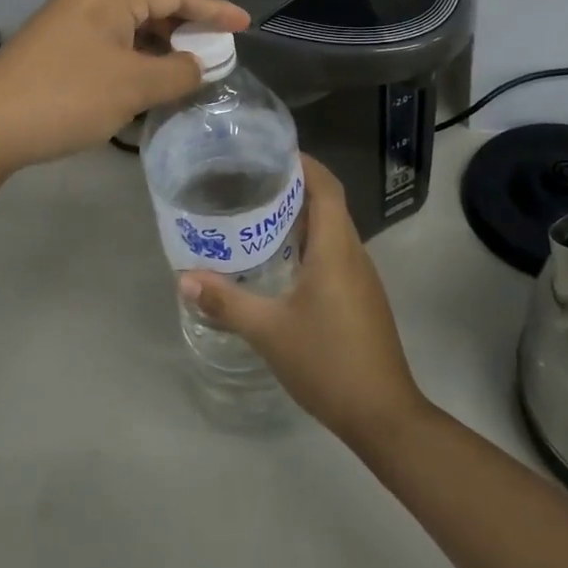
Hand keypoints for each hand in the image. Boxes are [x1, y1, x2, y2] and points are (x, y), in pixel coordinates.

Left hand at [0, 0, 249, 171]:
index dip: (213, 6)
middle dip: (187, 17)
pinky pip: (108, 36)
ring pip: (127, 18)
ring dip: (160, 36)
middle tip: (215, 40)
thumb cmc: (66, 99)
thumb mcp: (133, 87)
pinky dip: (135, 50)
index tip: (245, 23)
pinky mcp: (53, 43)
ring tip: (185, 60)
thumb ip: (178, 72)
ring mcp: (65, 19)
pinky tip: (144, 74)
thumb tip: (199, 65)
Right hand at [178, 157, 430, 448]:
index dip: (303, 162)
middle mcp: (353, 253)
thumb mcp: (269, 331)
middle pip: (328, 203)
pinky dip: (309, 244)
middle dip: (293, 186)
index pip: (326, 185)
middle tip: (250, 182)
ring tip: (257, 215)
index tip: (269, 152)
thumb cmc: (328, 362)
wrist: (383, 415)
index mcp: (335, 247)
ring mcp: (361, 277)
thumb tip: (184, 278)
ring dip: (300, 217)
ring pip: (331, 229)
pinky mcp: (361, 298)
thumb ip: (226, 302)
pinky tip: (280, 262)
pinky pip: (334, 253)